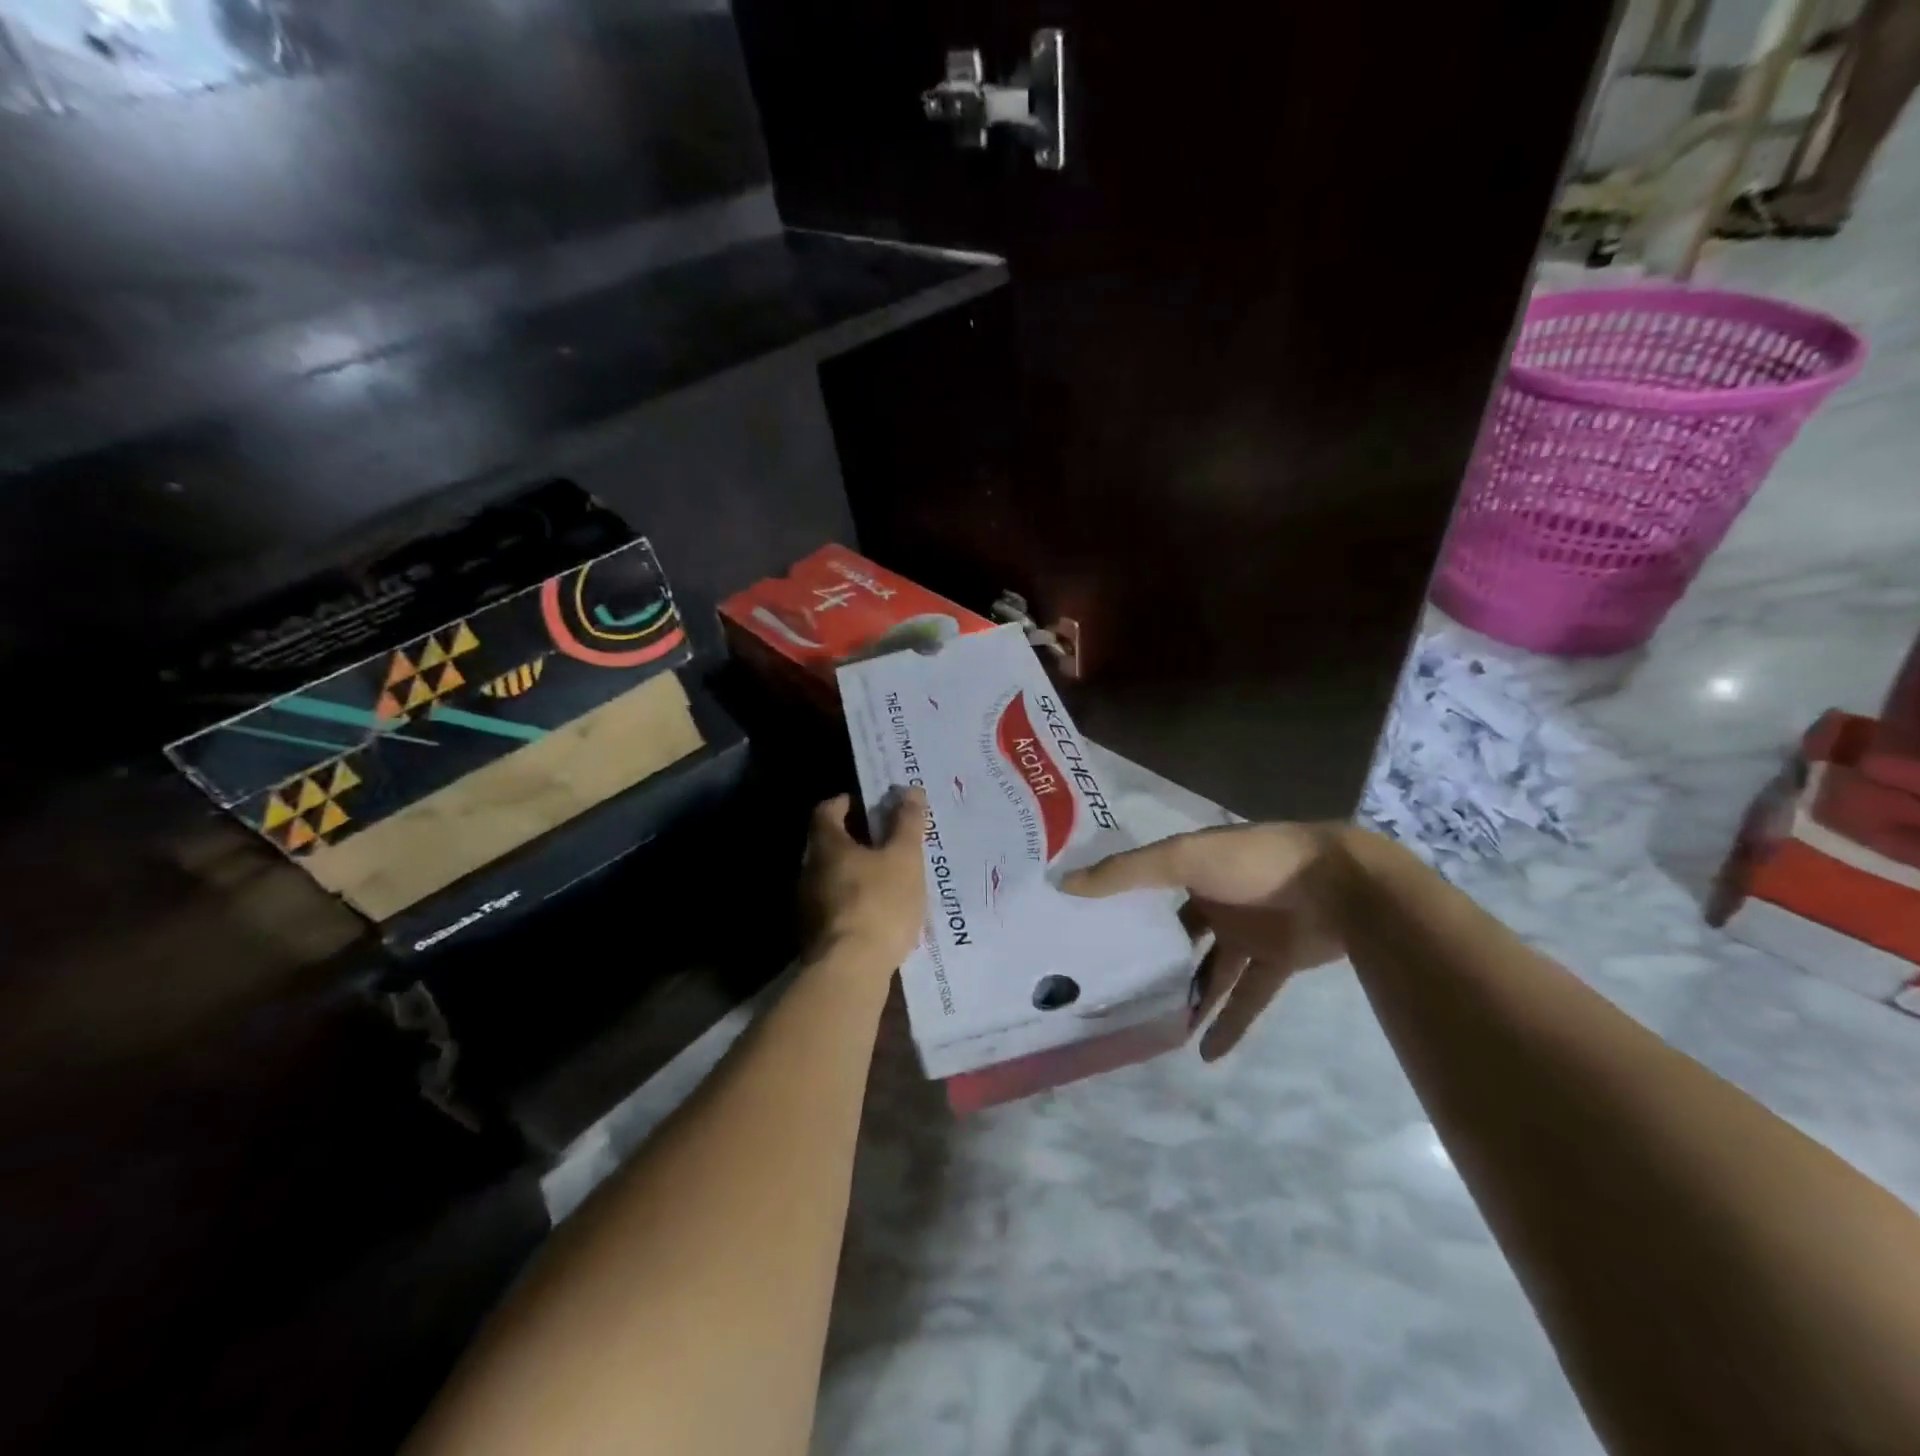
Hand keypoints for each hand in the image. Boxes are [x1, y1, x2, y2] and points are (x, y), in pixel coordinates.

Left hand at [800, 788, 929, 976]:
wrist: (851, 970)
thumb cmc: (879, 903)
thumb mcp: (904, 858)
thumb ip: (908, 823)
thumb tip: (910, 790)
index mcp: (826, 845)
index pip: (827, 810)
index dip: (846, 802)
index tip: (869, 804)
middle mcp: (808, 870)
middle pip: (827, 844)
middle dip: (854, 839)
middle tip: (886, 841)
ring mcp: (806, 905)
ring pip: (830, 877)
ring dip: (854, 872)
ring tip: (886, 878)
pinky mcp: (813, 935)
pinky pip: (833, 905)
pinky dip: (852, 900)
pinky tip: (876, 912)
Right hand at [1064, 822, 1369, 1060]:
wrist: (1341, 885)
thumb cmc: (1255, 862)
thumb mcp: (1183, 858)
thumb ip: (1128, 873)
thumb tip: (1065, 884)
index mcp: (1192, 869)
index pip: (1146, 889)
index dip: (1119, 907)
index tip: (1086, 933)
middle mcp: (1216, 899)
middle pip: (1177, 935)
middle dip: (1154, 960)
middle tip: (1116, 990)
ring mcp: (1248, 933)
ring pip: (1211, 972)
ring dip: (1190, 999)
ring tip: (1157, 1030)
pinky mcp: (1277, 961)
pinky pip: (1249, 996)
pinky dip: (1230, 1023)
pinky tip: (1205, 1054)